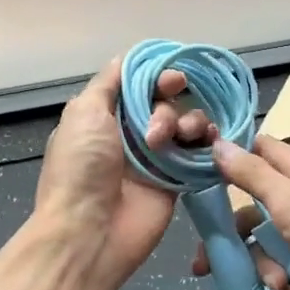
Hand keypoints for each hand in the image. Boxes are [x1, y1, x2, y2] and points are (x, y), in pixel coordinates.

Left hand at [34, 58, 203, 282]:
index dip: (157, 77)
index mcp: (104, 116)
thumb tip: (128, 58)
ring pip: (186, 123)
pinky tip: (207, 142)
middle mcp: (131, 134)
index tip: (171, 79)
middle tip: (160, 125)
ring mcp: (156, 158)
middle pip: (165, 102)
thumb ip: (109, 82)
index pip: (139, 85)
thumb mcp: (84, 112)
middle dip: (167, 105)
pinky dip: (206, 142)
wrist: (90, 231)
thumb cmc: (82, 167)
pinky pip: (199, 152)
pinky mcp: (177, 180)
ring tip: (171, 141)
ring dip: (186, 123)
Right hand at [194, 135, 289, 289]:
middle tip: (206, 263)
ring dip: (266, 269)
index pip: (258, 150)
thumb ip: (251, 173)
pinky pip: (286, 270)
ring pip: (267, 245)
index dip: (229, 160)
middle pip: (254, 208)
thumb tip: (218, 142)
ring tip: (278, 285)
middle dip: (237, 238)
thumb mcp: (287, 199)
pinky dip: (287, 286)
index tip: (199, 179)